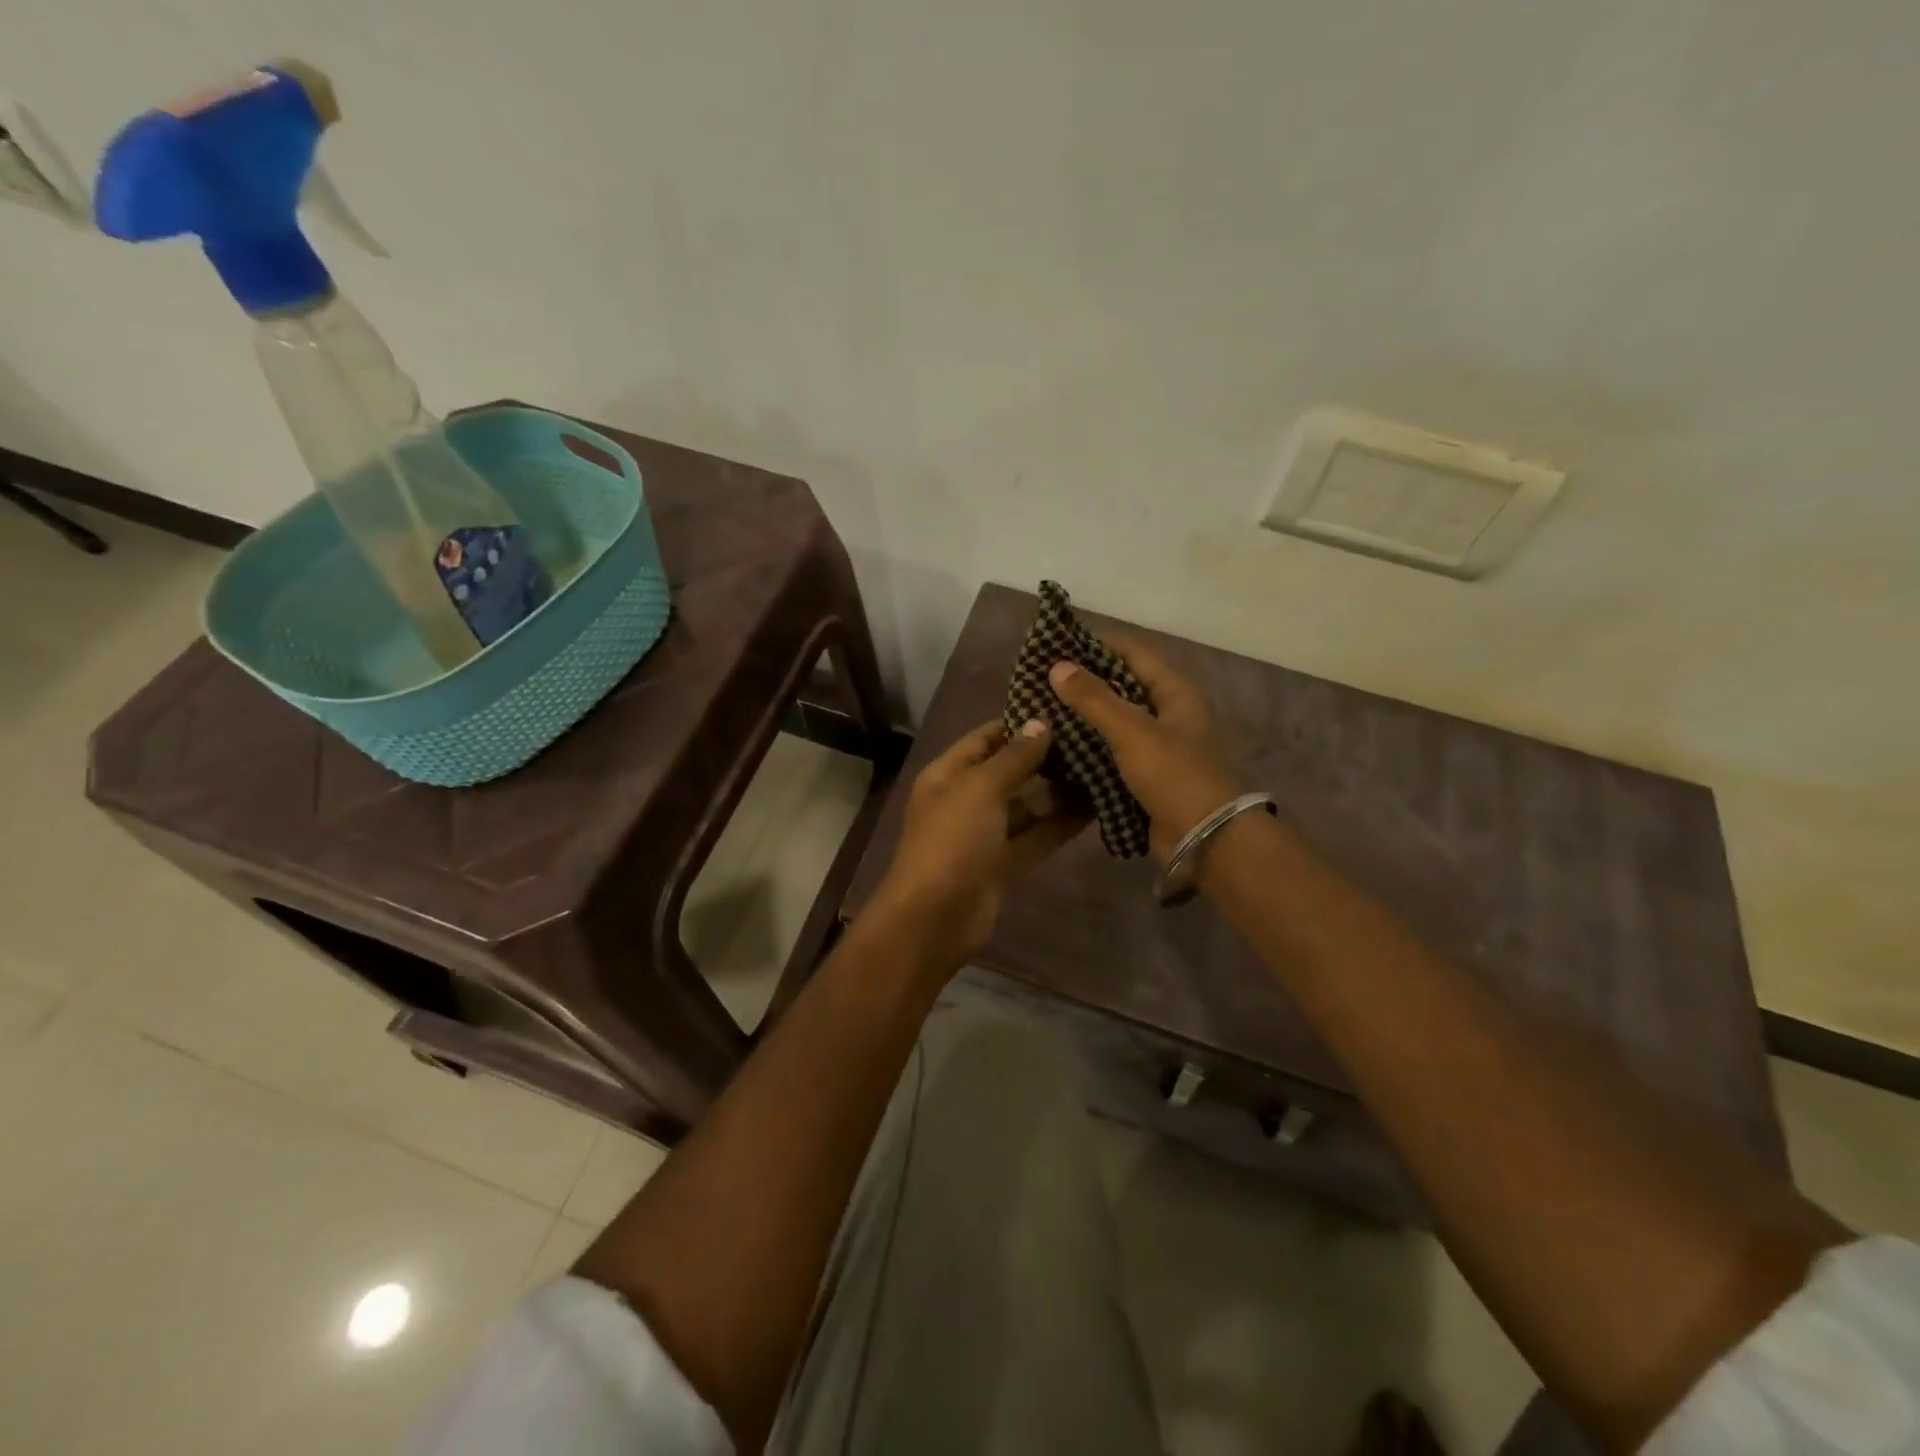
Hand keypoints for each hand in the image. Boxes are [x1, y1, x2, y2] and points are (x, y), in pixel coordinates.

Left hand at [872, 719, 1086, 959]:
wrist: (935, 918)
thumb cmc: (952, 841)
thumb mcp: (980, 789)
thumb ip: (1014, 757)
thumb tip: (1040, 723)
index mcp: (949, 774)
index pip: (986, 738)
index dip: (1019, 724)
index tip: (1062, 710)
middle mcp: (966, 798)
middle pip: (1009, 770)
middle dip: (1046, 757)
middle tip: (1093, 738)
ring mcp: (985, 833)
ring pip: (1027, 805)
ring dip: (1059, 791)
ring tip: (1103, 769)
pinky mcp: (1004, 862)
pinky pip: (1036, 836)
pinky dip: (1060, 824)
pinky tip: (1096, 808)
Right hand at [1048, 638, 1241, 858]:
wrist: (1206, 839)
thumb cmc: (1174, 776)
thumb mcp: (1132, 731)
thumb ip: (1094, 699)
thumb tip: (1057, 666)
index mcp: (1175, 692)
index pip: (1134, 652)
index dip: (1097, 645)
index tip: (1057, 647)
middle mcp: (1169, 714)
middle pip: (1123, 686)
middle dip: (1085, 683)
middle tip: (1042, 683)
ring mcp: (1159, 746)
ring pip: (1116, 721)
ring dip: (1084, 718)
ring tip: (1043, 712)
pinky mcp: (1147, 775)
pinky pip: (1114, 752)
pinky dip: (1090, 748)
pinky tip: (1059, 749)